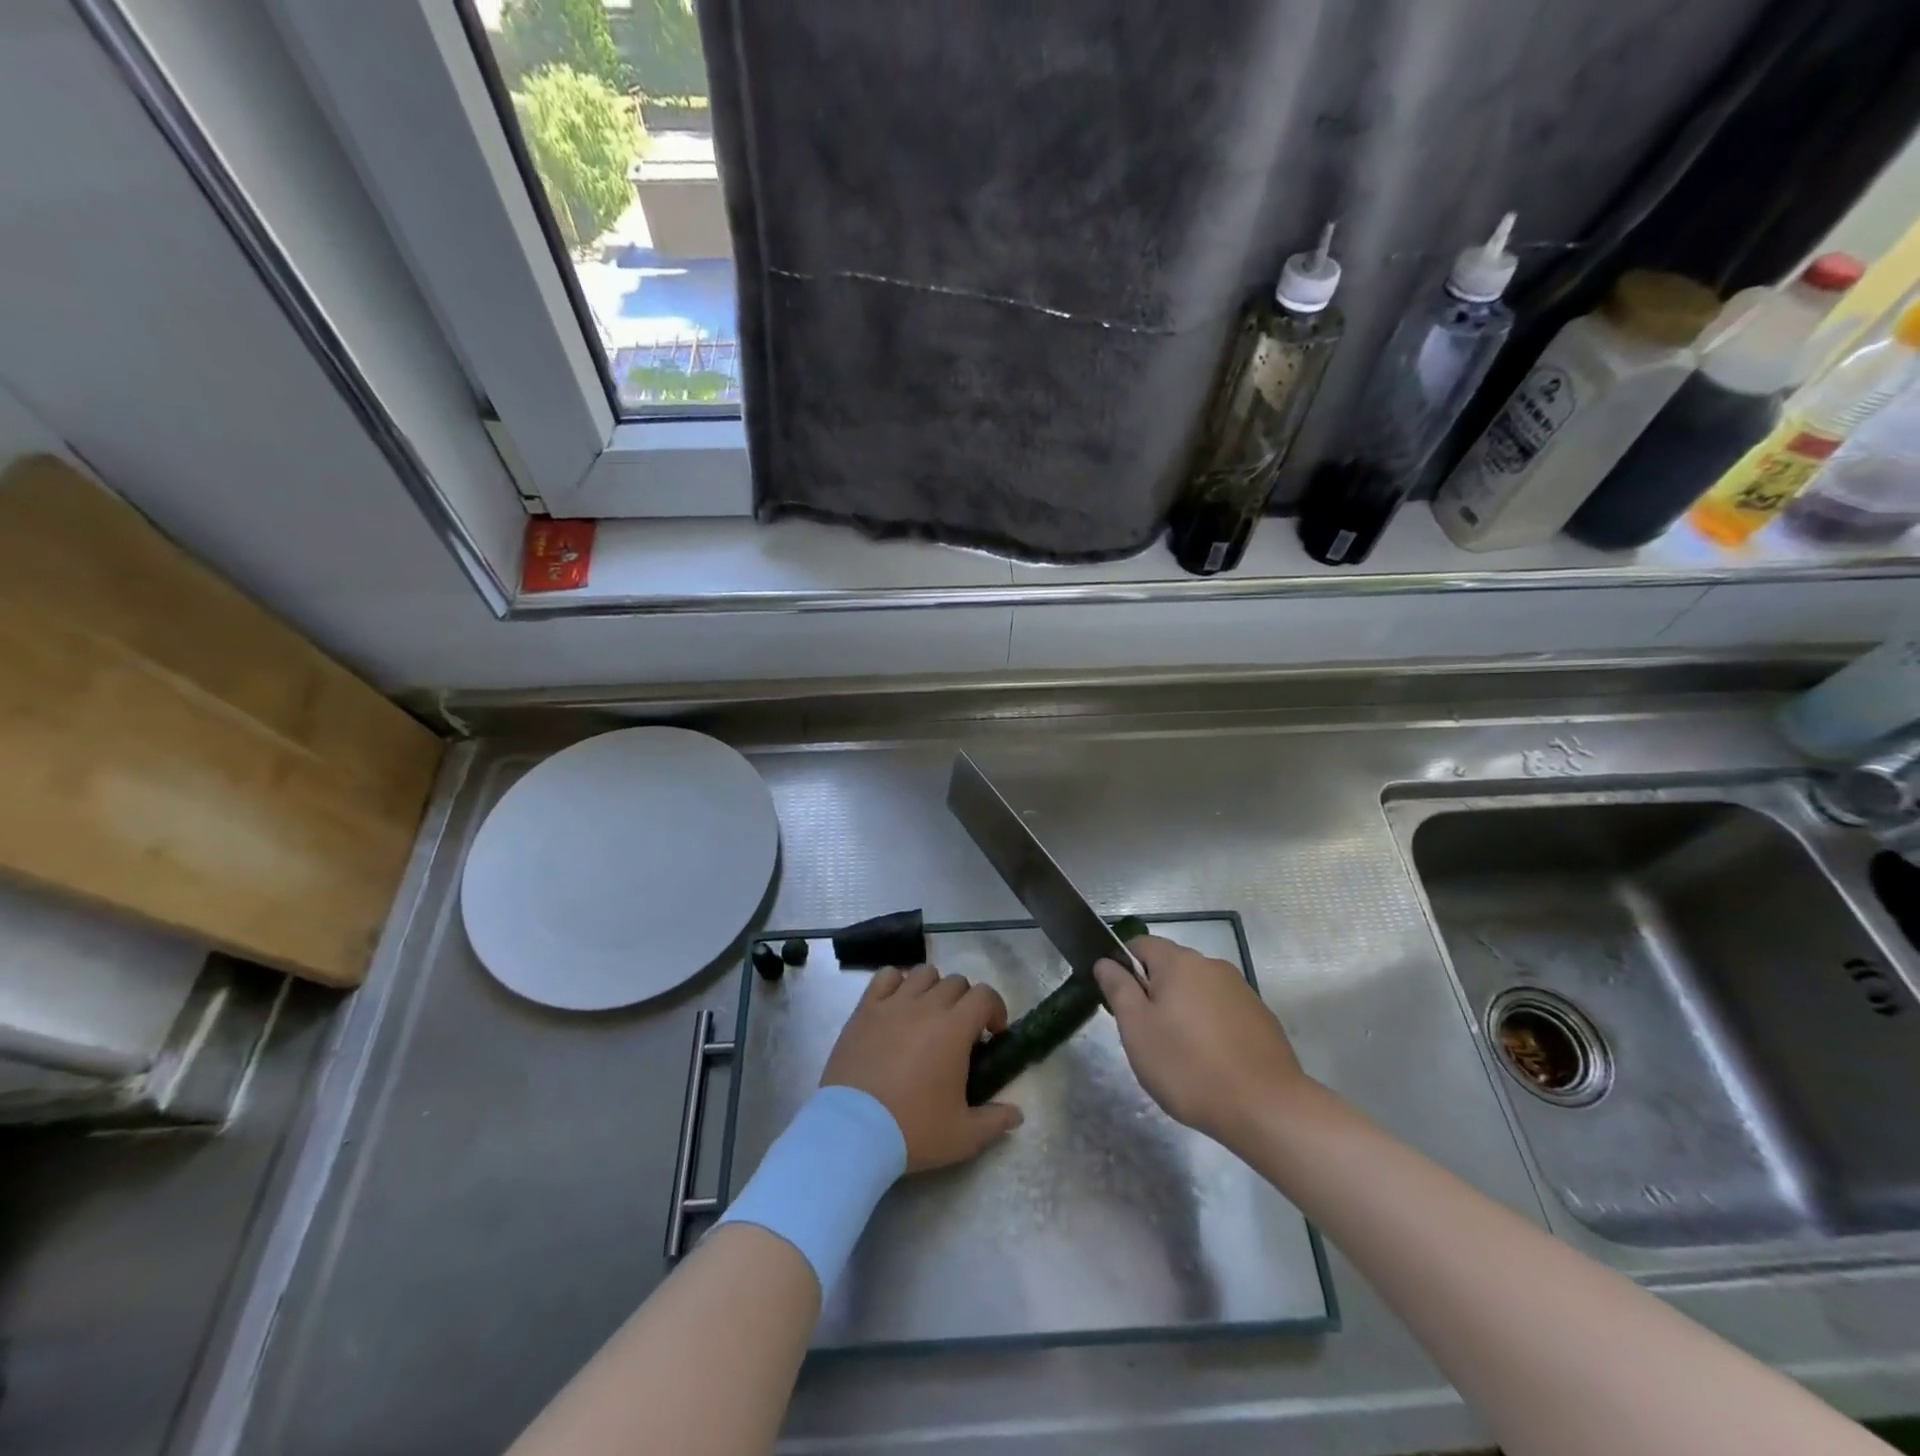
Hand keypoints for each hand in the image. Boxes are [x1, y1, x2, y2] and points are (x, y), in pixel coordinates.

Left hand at [821, 965, 1023, 1171]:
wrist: (853, 1131)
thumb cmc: (913, 1129)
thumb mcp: (963, 1136)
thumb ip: (995, 1121)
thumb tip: (1017, 1114)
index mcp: (954, 1028)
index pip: (985, 995)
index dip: (995, 1009)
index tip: (992, 1034)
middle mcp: (926, 1005)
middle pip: (956, 982)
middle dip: (965, 1001)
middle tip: (960, 1031)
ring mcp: (893, 1004)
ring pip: (923, 973)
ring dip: (933, 988)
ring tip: (928, 1015)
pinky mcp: (865, 1009)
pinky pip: (885, 976)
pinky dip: (897, 982)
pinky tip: (897, 1004)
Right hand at [1093, 935, 1312, 1150]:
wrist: (1266, 1108)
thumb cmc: (1189, 1066)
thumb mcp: (1137, 1029)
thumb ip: (1118, 989)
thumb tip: (1105, 961)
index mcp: (1179, 962)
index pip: (1140, 944)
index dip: (1123, 967)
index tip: (1120, 1003)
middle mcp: (1212, 965)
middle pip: (1170, 967)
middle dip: (1154, 993)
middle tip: (1146, 1035)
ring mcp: (1241, 991)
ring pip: (1197, 990)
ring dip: (1183, 1011)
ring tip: (1180, 1054)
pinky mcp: (1261, 1018)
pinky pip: (1222, 1011)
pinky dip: (1210, 1027)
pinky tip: (1211, 1063)